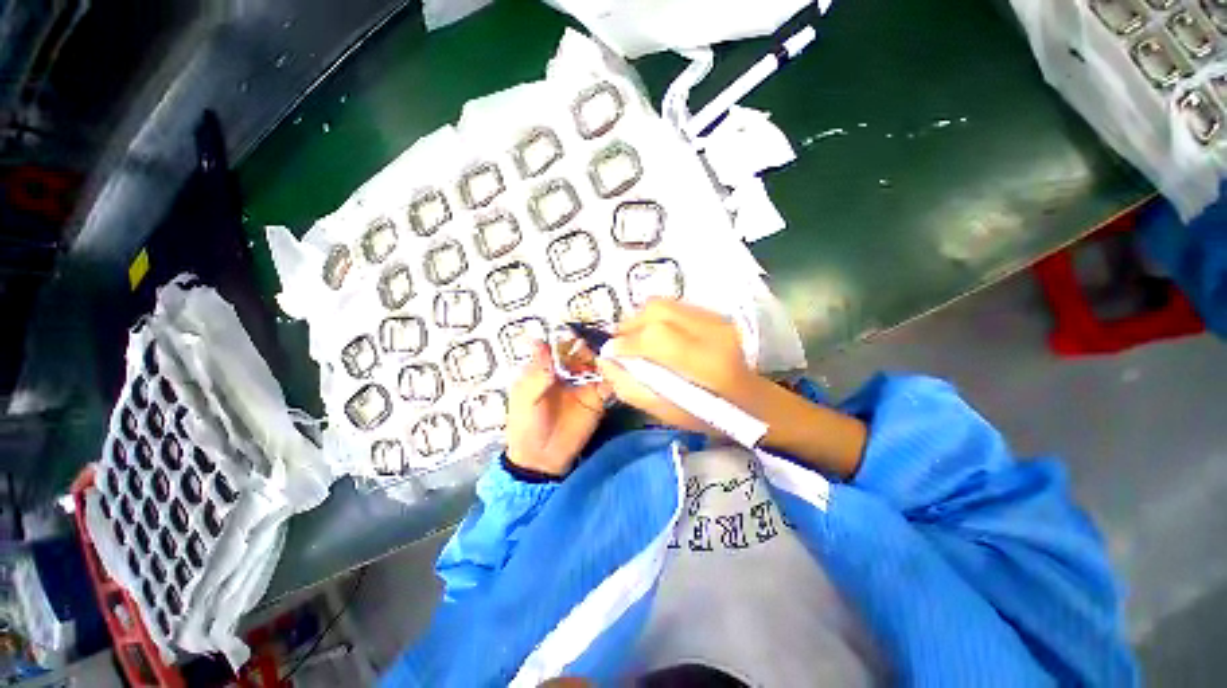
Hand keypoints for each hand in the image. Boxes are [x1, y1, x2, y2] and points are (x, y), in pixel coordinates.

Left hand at [506, 341, 608, 477]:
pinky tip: (620, 372)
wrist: (542, 459)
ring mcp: (585, 385)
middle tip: (600, 344)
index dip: (569, 338)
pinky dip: (615, 376)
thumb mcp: (525, 397)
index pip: (561, 346)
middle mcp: (568, 372)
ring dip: (605, 358)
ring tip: (613, 354)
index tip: (579, 332)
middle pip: (583, 352)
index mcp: (547, 369)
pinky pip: (609, 384)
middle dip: (591, 346)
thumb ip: (537, 371)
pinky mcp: (598, 399)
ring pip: (598, 365)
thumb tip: (538, 340)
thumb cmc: (526, 425)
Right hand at [595, 298, 762, 433]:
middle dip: (630, 324)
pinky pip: (675, 307)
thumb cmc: (712, 416)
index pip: (656, 337)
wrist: (755, 401)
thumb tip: (606, 361)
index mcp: (708, 365)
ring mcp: (719, 319)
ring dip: (641, 318)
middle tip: (619, 342)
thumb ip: (631, 388)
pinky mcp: (717, 314)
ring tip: (633, 337)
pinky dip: (656, 317)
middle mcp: (715, 333)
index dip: (627, 341)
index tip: (610, 352)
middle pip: (659, 311)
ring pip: (665, 304)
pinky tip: (653, 334)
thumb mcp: (668, 413)